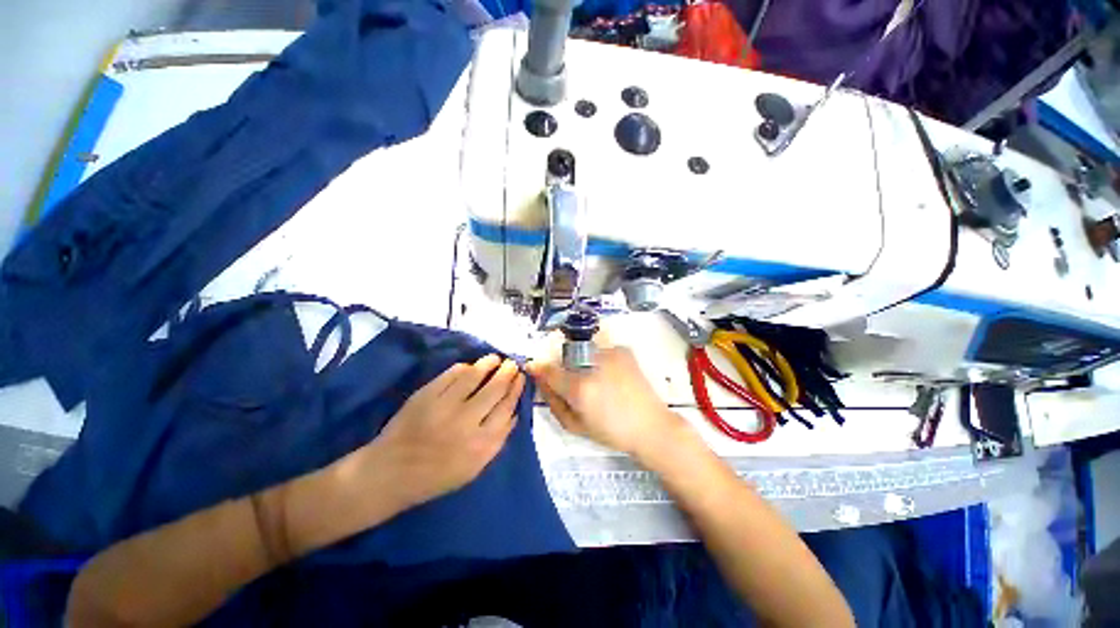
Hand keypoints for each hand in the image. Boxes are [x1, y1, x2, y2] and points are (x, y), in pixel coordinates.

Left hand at [368, 354, 524, 508]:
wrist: (390, 474)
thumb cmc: (436, 476)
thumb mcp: (474, 468)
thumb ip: (498, 440)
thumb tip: (514, 412)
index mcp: (481, 444)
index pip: (507, 408)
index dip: (516, 389)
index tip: (520, 378)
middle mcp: (466, 423)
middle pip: (495, 389)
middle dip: (507, 373)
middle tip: (512, 364)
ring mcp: (444, 406)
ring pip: (475, 376)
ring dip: (489, 363)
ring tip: (495, 359)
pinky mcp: (426, 396)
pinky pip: (452, 374)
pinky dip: (464, 367)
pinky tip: (470, 367)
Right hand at [527, 343, 685, 463]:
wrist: (651, 426)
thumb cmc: (611, 432)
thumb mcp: (575, 425)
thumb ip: (553, 401)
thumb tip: (540, 381)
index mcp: (580, 388)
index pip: (548, 370)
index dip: (538, 368)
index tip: (534, 367)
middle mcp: (593, 364)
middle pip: (564, 356)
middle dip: (562, 365)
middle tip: (573, 381)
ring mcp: (610, 353)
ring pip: (583, 352)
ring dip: (582, 362)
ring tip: (597, 380)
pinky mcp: (623, 350)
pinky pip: (601, 350)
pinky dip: (600, 360)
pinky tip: (611, 375)